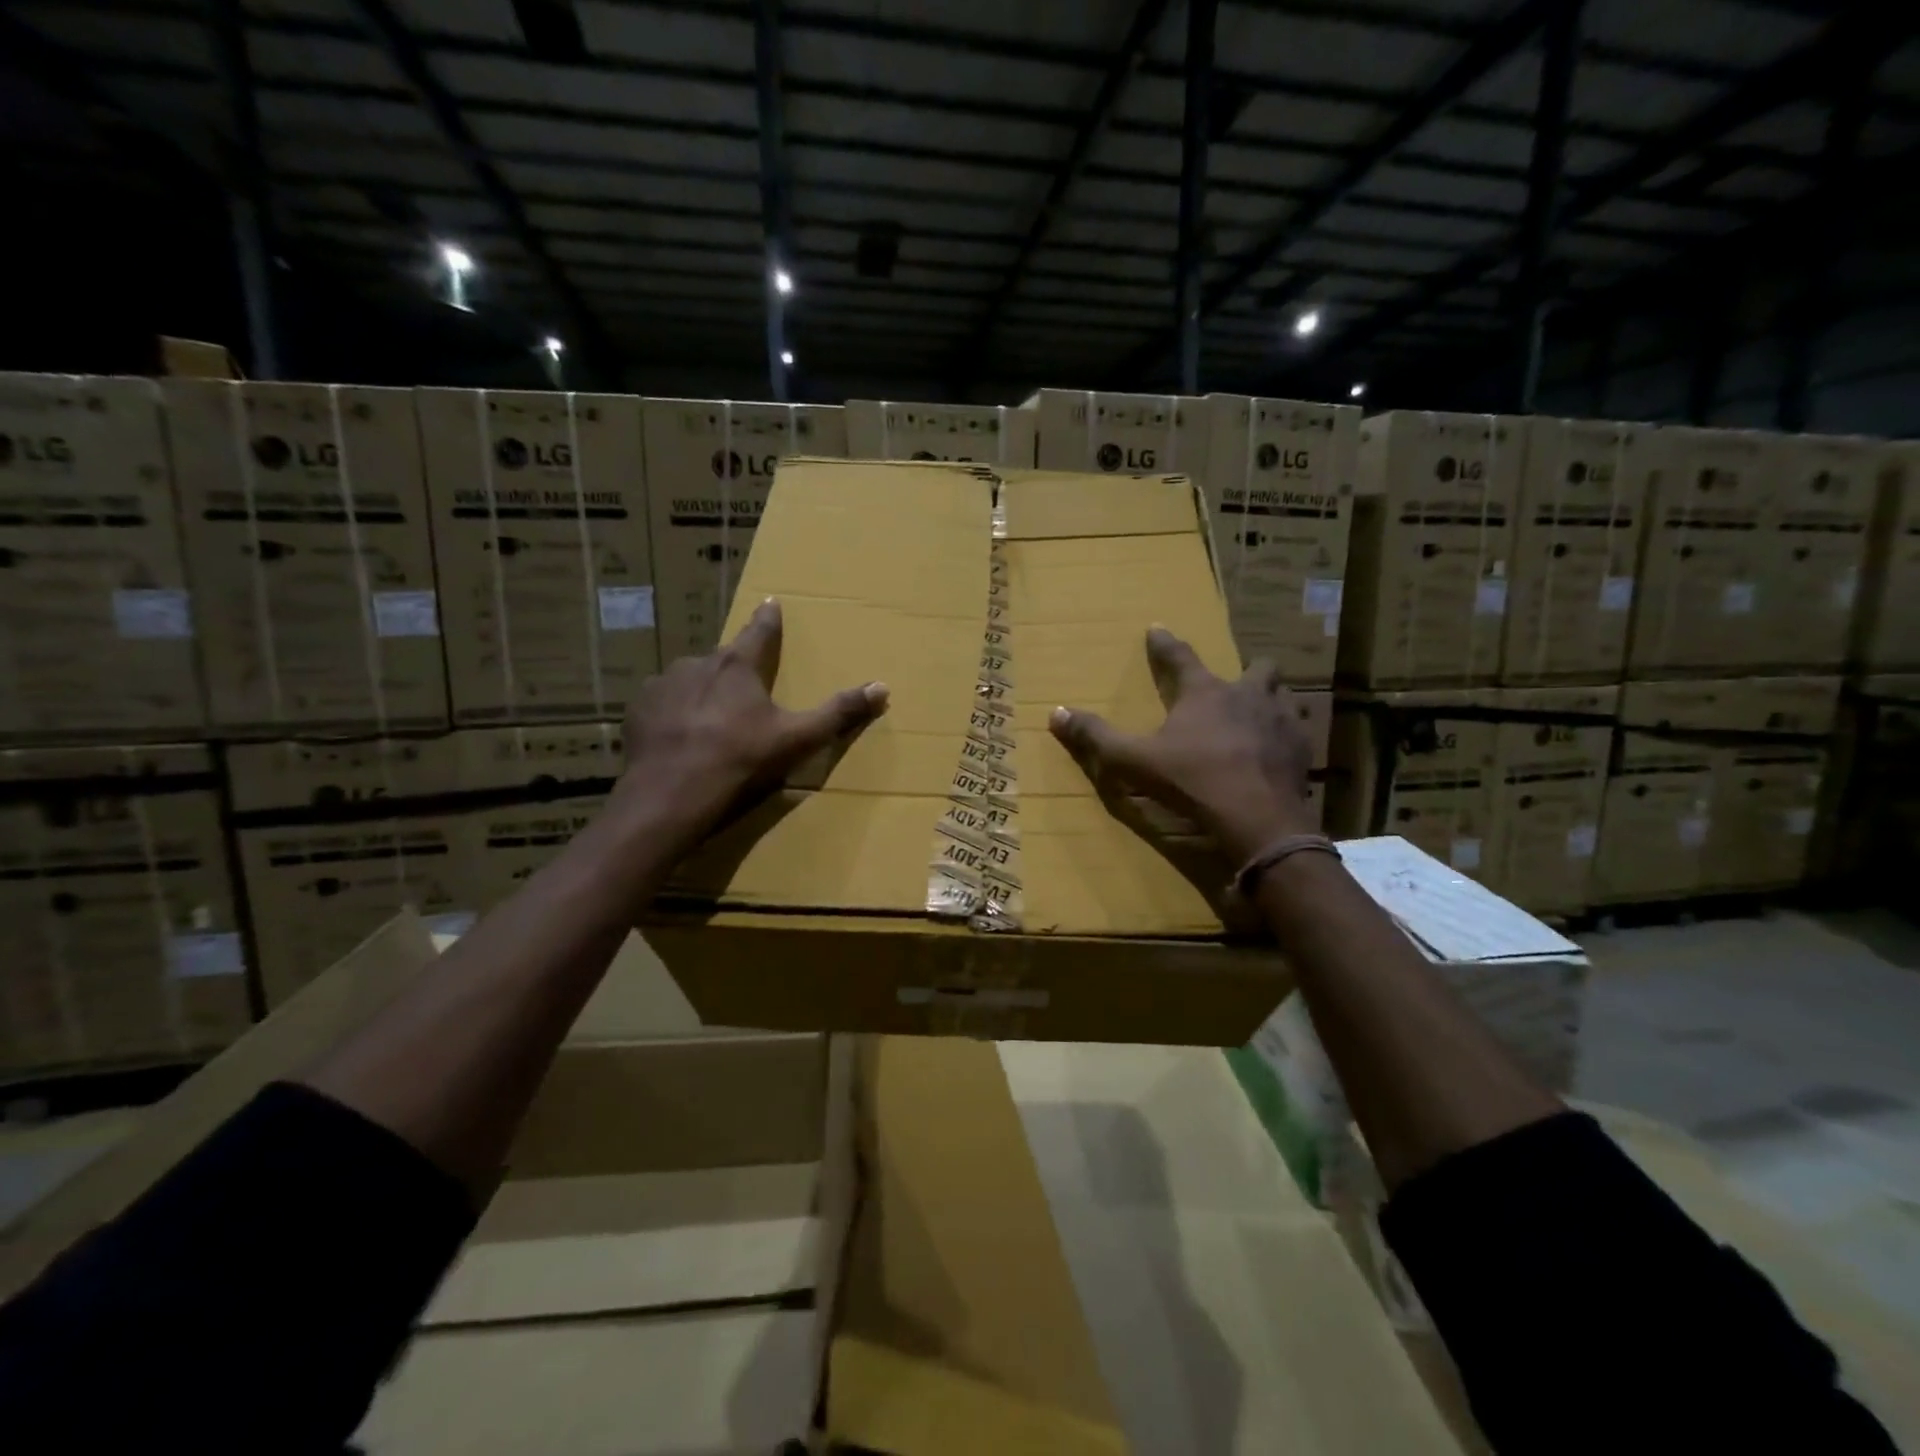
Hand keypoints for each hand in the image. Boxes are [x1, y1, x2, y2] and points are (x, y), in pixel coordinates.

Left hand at [614, 598, 887, 854]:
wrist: (671, 794)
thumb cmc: (741, 760)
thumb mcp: (798, 738)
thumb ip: (838, 712)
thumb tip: (882, 688)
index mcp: (739, 666)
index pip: (760, 631)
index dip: (769, 619)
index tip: (771, 602)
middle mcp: (699, 664)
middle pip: (724, 659)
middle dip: (735, 669)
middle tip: (744, 692)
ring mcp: (663, 684)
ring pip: (690, 679)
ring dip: (702, 691)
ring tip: (709, 721)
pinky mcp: (638, 709)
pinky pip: (662, 702)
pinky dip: (674, 712)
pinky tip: (679, 737)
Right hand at [1050, 627, 1315, 863]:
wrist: (1257, 818)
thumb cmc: (1192, 781)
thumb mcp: (1134, 760)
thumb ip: (1096, 737)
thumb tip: (1056, 713)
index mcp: (1205, 693)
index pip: (1180, 657)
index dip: (1164, 644)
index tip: (1157, 628)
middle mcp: (1247, 696)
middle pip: (1257, 667)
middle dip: (1247, 669)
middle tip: (1234, 682)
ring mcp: (1282, 720)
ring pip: (1286, 695)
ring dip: (1274, 699)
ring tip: (1263, 712)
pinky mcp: (1302, 750)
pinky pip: (1302, 730)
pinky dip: (1290, 733)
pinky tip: (1282, 748)